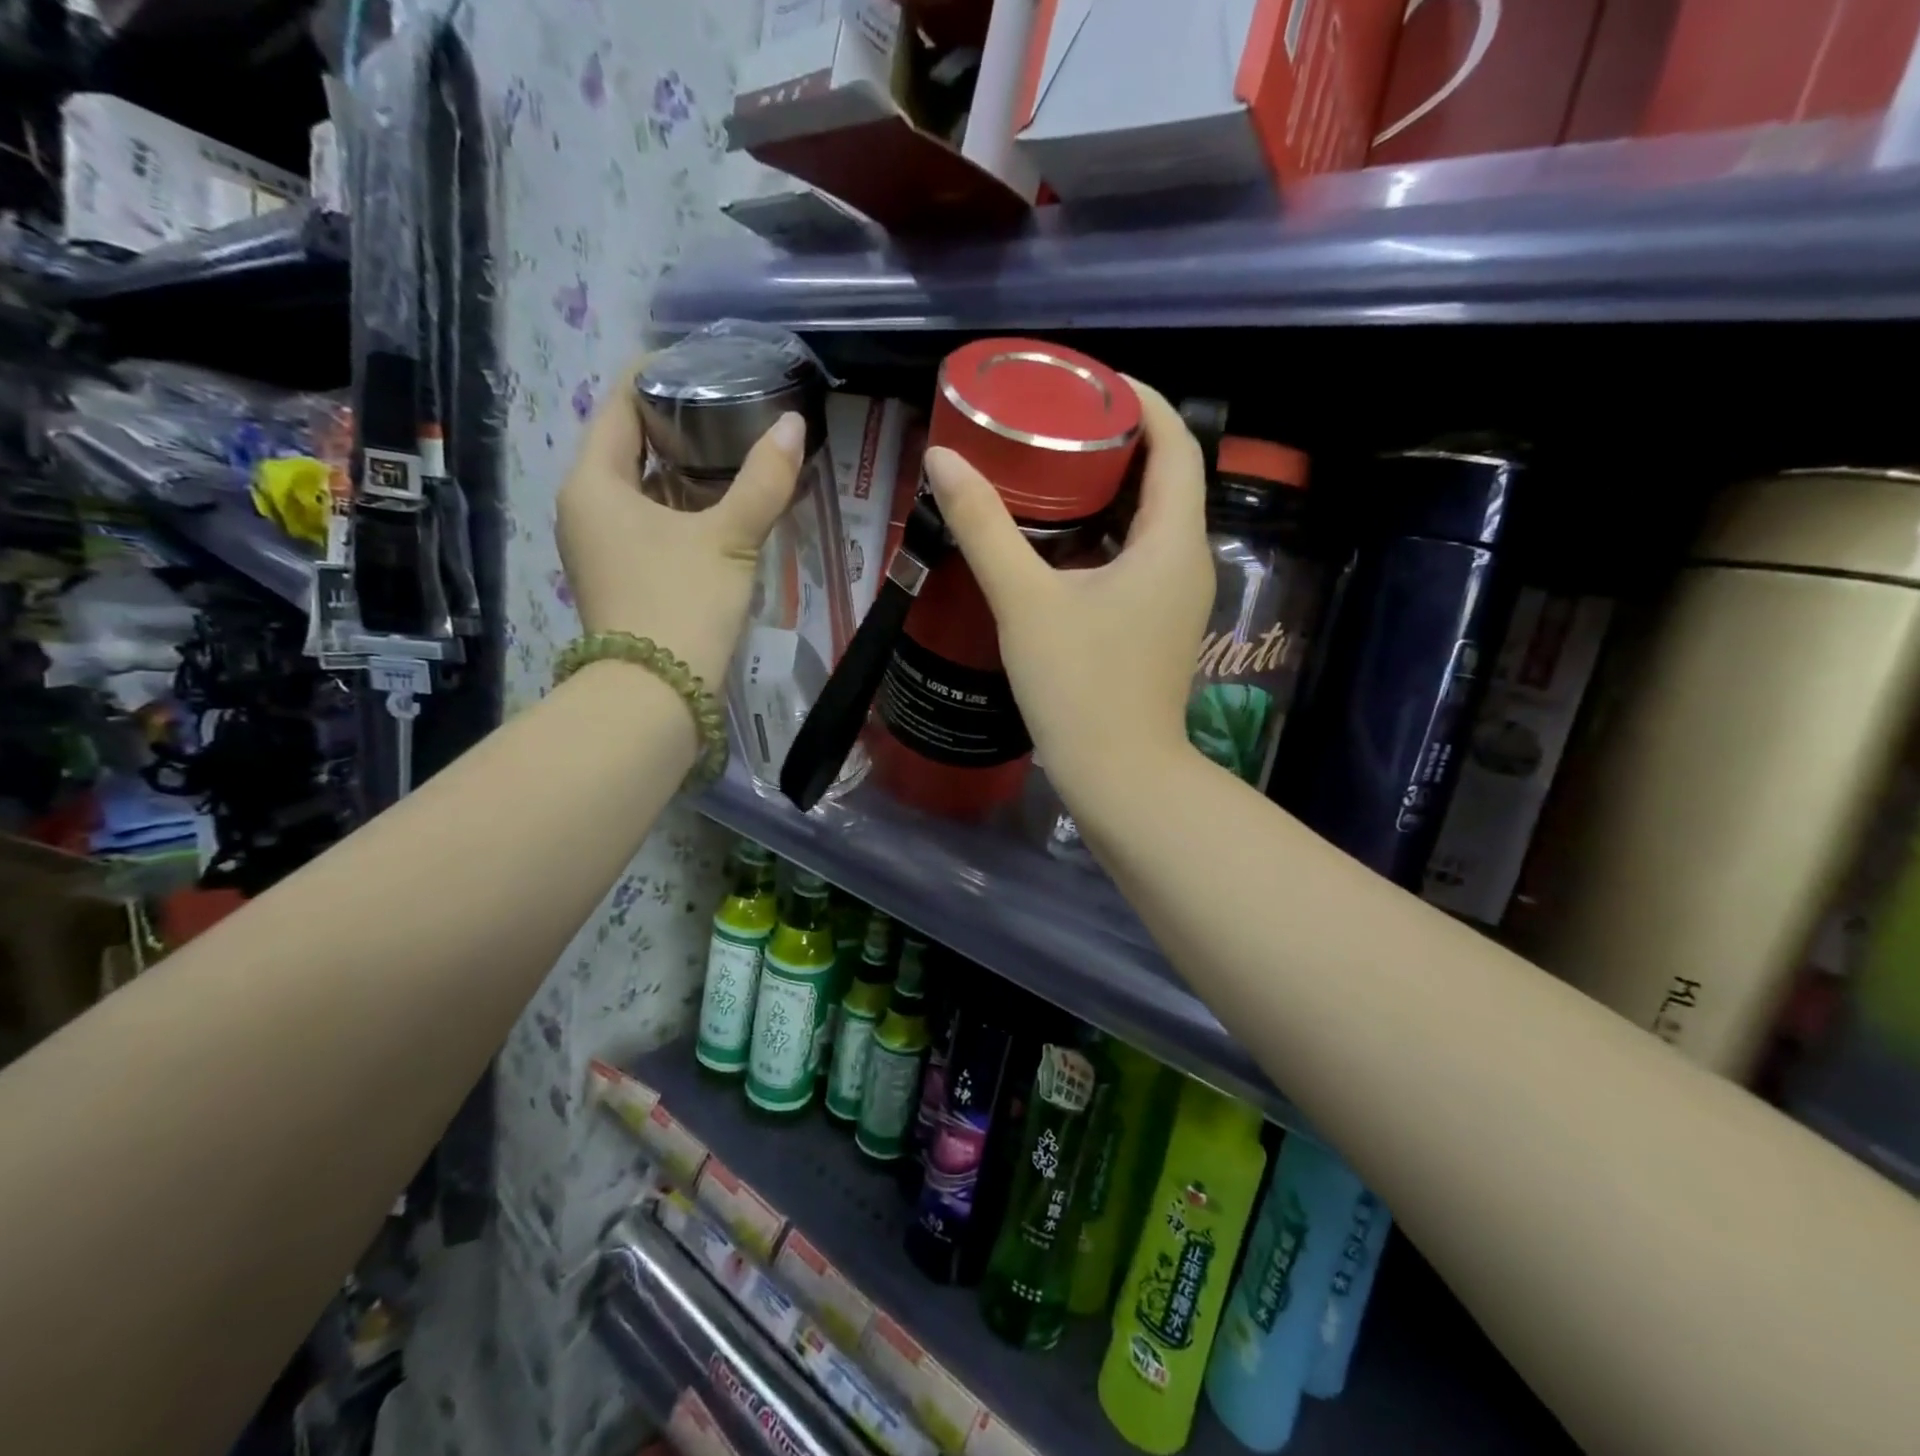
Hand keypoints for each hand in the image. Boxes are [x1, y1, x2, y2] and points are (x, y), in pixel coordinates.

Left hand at [557, 365, 803, 685]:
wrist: (656, 696)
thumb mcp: (729, 538)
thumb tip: (794, 425)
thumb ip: (764, 481)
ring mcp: (598, 546)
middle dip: (675, 423)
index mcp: (594, 482)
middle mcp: (585, 507)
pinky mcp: (619, 576)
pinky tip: (719, 507)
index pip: (617, 404)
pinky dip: (679, 507)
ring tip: (733, 450)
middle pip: (627, 444)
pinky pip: (646, 522)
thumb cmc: (682, 603)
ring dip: (680, 469)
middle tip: (730, 405)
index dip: (655, 374)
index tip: (702, 361)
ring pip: (639, 488)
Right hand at [922, 377, 1211, 812]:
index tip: (1088, 383)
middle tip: (1056, 422)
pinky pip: (1139, 556)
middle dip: (1117, 441)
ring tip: (1051, 467)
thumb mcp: (1025, 601)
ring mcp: (1176, 597)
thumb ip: (985, 528)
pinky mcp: (1158, 624)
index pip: (1175, 443)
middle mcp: (1187, 561)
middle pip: (1165, 477)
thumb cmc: (1079, 686)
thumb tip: (944, 460)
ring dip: (1110, 489)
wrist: (1118, 774)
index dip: (1140, 401)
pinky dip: (1106, 532)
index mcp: (1172, 542)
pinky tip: (1058, 537)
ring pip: (1151, 520)